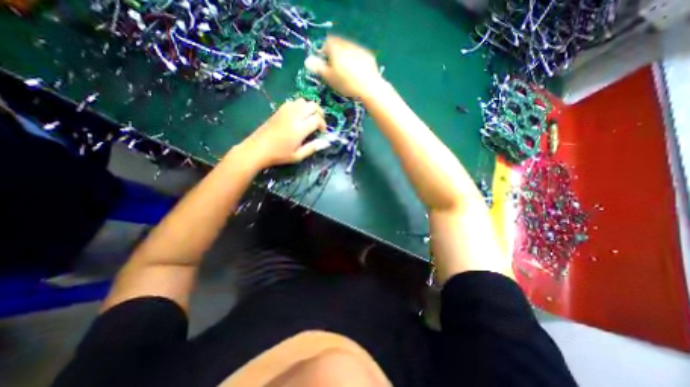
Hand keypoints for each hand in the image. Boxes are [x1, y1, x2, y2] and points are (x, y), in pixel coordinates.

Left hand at [235, 98, 328, 168]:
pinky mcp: (279, 110)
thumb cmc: (279, 155)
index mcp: (299, 129)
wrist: (257, 149)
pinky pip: (294, 102)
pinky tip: (299, 116)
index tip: (322, 132)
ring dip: (310, 108)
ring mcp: (285, 111)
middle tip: (319, 123)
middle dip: (319, 113)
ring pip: (303, 101)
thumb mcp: (298, 156)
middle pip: (312, 105)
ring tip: (310, 118)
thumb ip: (312, 148)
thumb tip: (325, 142)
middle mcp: (294, 116)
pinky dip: (300, 106)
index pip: (317, 119)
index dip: (323, 124)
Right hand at [306, 35, 385, 97]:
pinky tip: (357, 73)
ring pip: (349, 50)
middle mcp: (347, 44)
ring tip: (346, 73)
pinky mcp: (369, 56)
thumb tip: (307, 61)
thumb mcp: (330, 77)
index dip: (324, 53)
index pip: (326, 43)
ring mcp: (359, 49)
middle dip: (334, 55)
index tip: (325, 65)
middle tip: (335, 70)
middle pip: (338, 45)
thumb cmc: (346, 83)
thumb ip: (318, 68)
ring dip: (345, 57)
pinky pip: (359, 56)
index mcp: (336, 48)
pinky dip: (356, 61)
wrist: (369, 87)